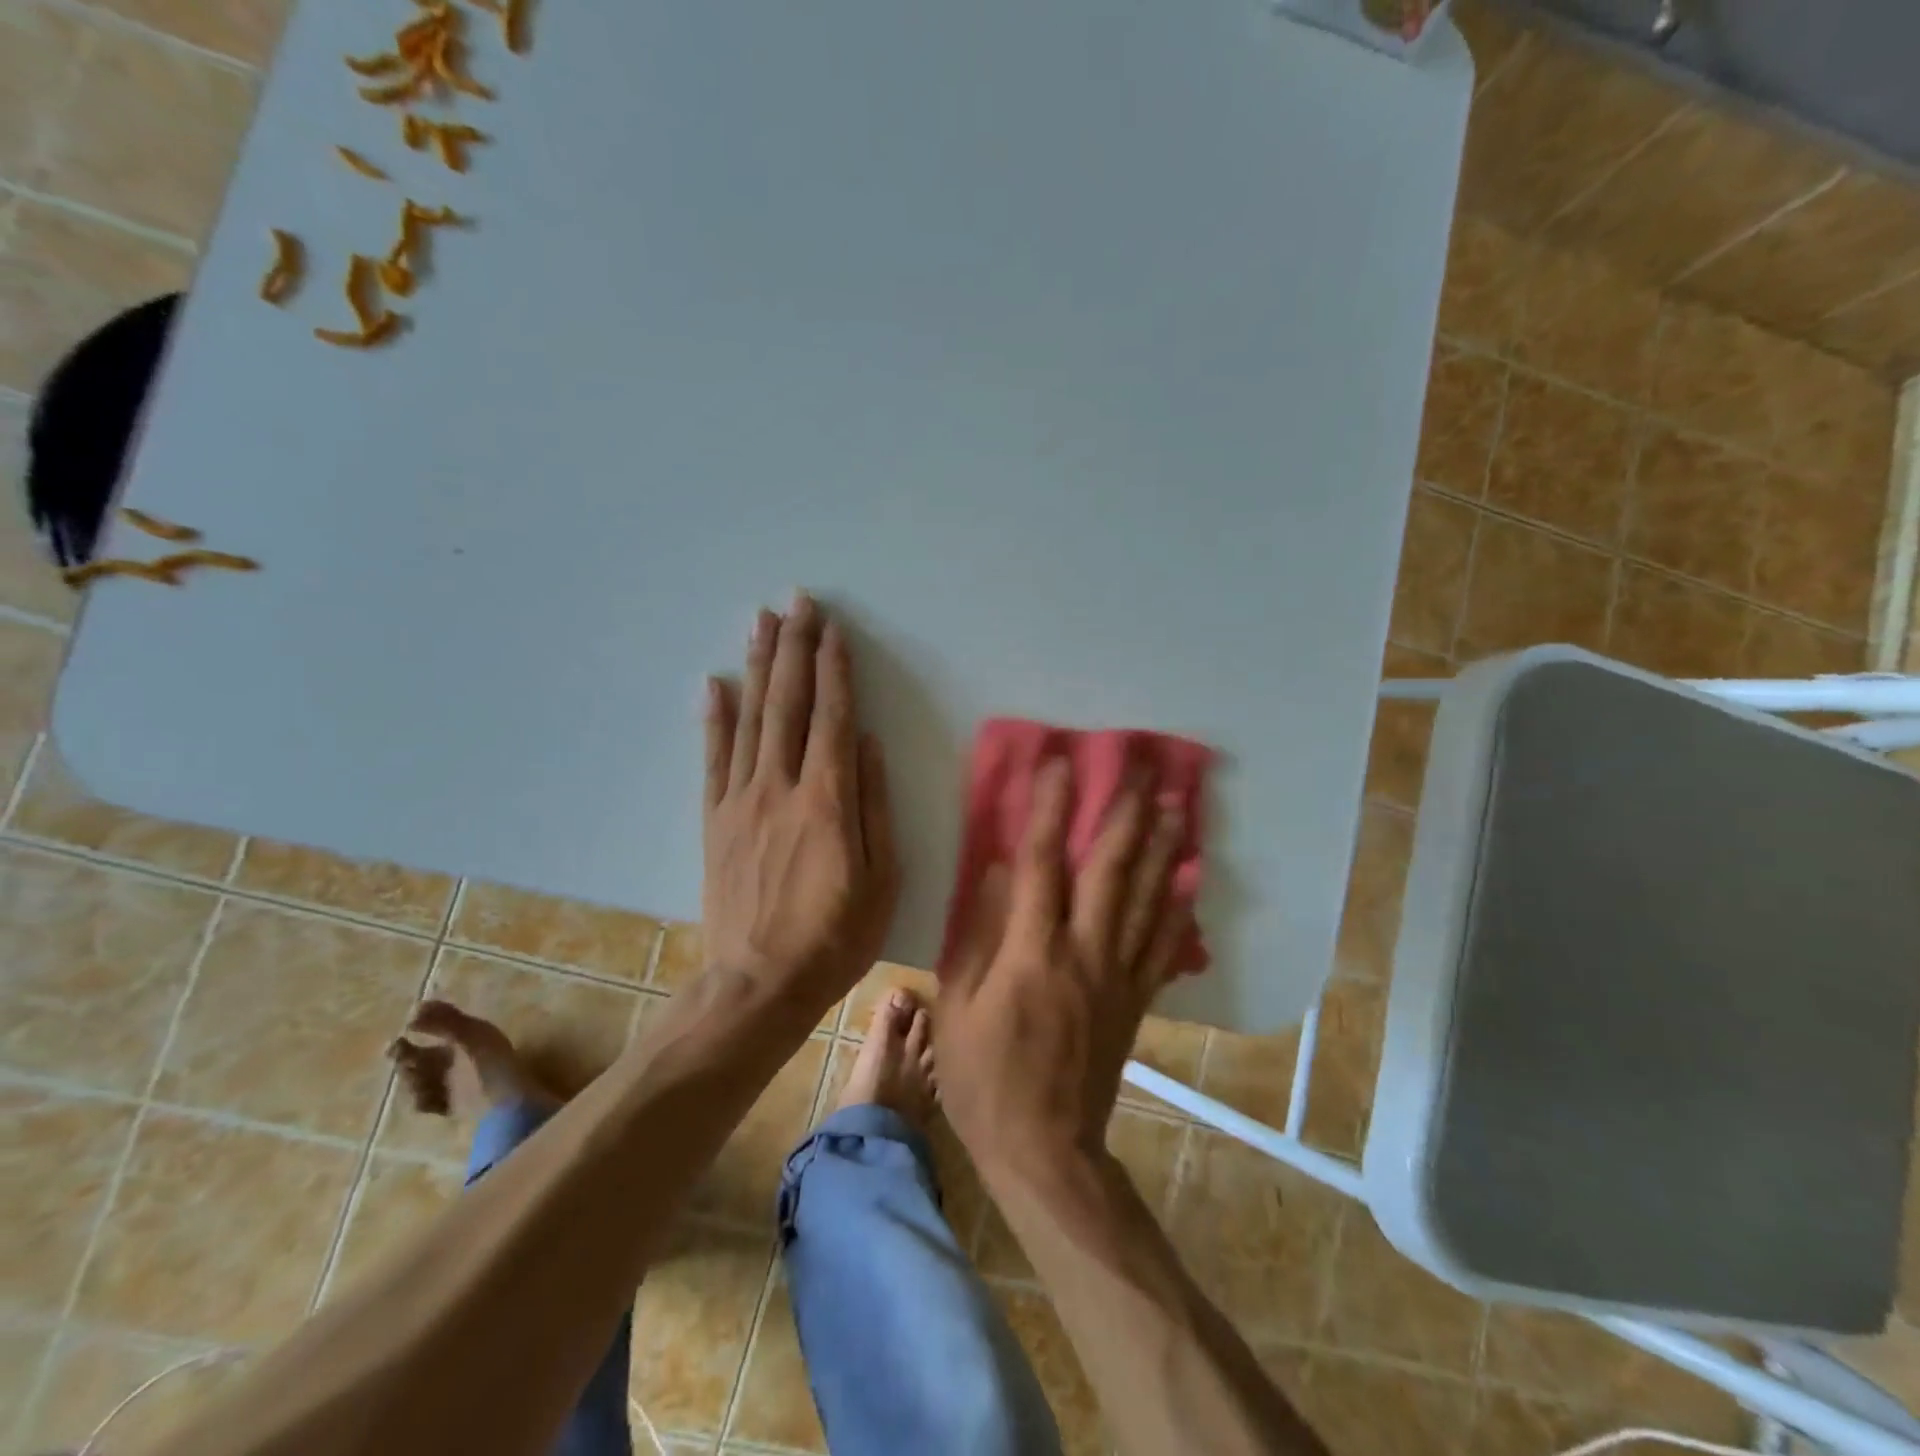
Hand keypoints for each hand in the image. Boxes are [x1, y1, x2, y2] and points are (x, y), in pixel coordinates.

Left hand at [702, 593, 898, 1009]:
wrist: (759, 984)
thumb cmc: (836, 936)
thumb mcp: (883, 878)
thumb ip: (875, 806)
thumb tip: (870, 745)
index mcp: (828, 799)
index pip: (833, 717)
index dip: (834, 669)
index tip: (833, 629)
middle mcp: (781, 786)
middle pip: (788, 703)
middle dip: (794, 648)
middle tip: (796, 602)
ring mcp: (741, 800)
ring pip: (750, 718)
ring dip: (757, 666)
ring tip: (760, 621)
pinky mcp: (715, 820)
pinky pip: (713, 758)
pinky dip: (714, 717)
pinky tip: (714, 683)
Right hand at [937, 757, 1191, 1182]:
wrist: (1046, 1150)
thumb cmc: (984, 1079)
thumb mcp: (957, 1007)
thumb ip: (977, 934)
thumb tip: (995, 871)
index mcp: (1032, 953)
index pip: (1040, 864)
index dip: (1048, 809)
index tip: (1059, 762)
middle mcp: (1083, 953)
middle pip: (1110, 870)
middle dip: (1124, 812)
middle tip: (1142, 766)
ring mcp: (1117, 977)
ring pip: (1146, 899)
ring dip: (1161, 847)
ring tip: (1176, 803)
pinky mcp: (1135, 1001)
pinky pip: (1163, 946)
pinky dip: (1179, 908)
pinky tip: (1192, 877)